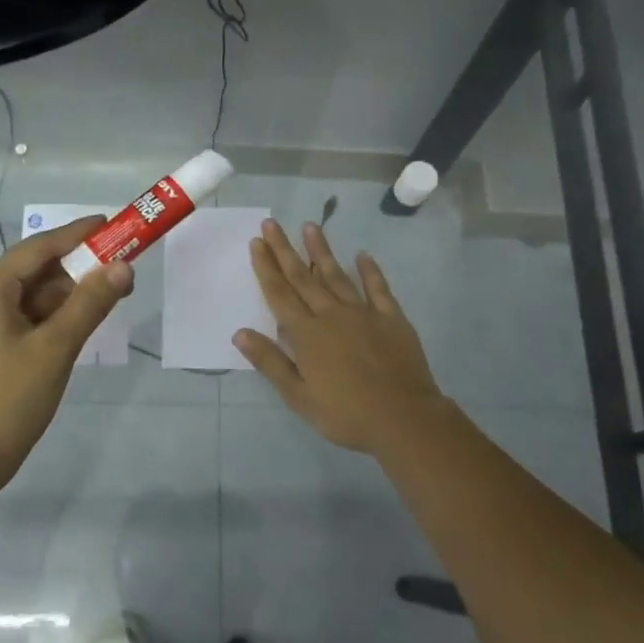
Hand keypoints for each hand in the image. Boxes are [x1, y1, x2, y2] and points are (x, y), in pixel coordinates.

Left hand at [0, 216, 133, 496]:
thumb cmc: (9, 400)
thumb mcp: (56, 348)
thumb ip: (90, 303)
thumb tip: (123, 267)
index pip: (37, 248)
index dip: (75, 234)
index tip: (110, 224)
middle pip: (33, 271)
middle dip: (77, 267)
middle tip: (120, 267)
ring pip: (31, 296)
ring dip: (68, 294)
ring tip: (110, 295)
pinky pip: (25, 318)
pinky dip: (53, 315)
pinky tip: (81, 321)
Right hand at [235, 219, 450, 456]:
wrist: (404, 419)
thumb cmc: (345, 414)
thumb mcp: (299, 396)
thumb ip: (270, 362)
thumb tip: (240, 332)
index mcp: (306, 334)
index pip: (280, 294)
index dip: (266, 267)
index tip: (256, 242)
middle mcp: (331, 315)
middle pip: (303, 277)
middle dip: (285, 250)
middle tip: (271, 223)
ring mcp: (363, 313)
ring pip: (337, 275)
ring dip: (321, 251)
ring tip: (309, 226)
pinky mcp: (392, 319)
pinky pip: (378, 289)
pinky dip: (370, 271)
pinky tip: (363, 255)